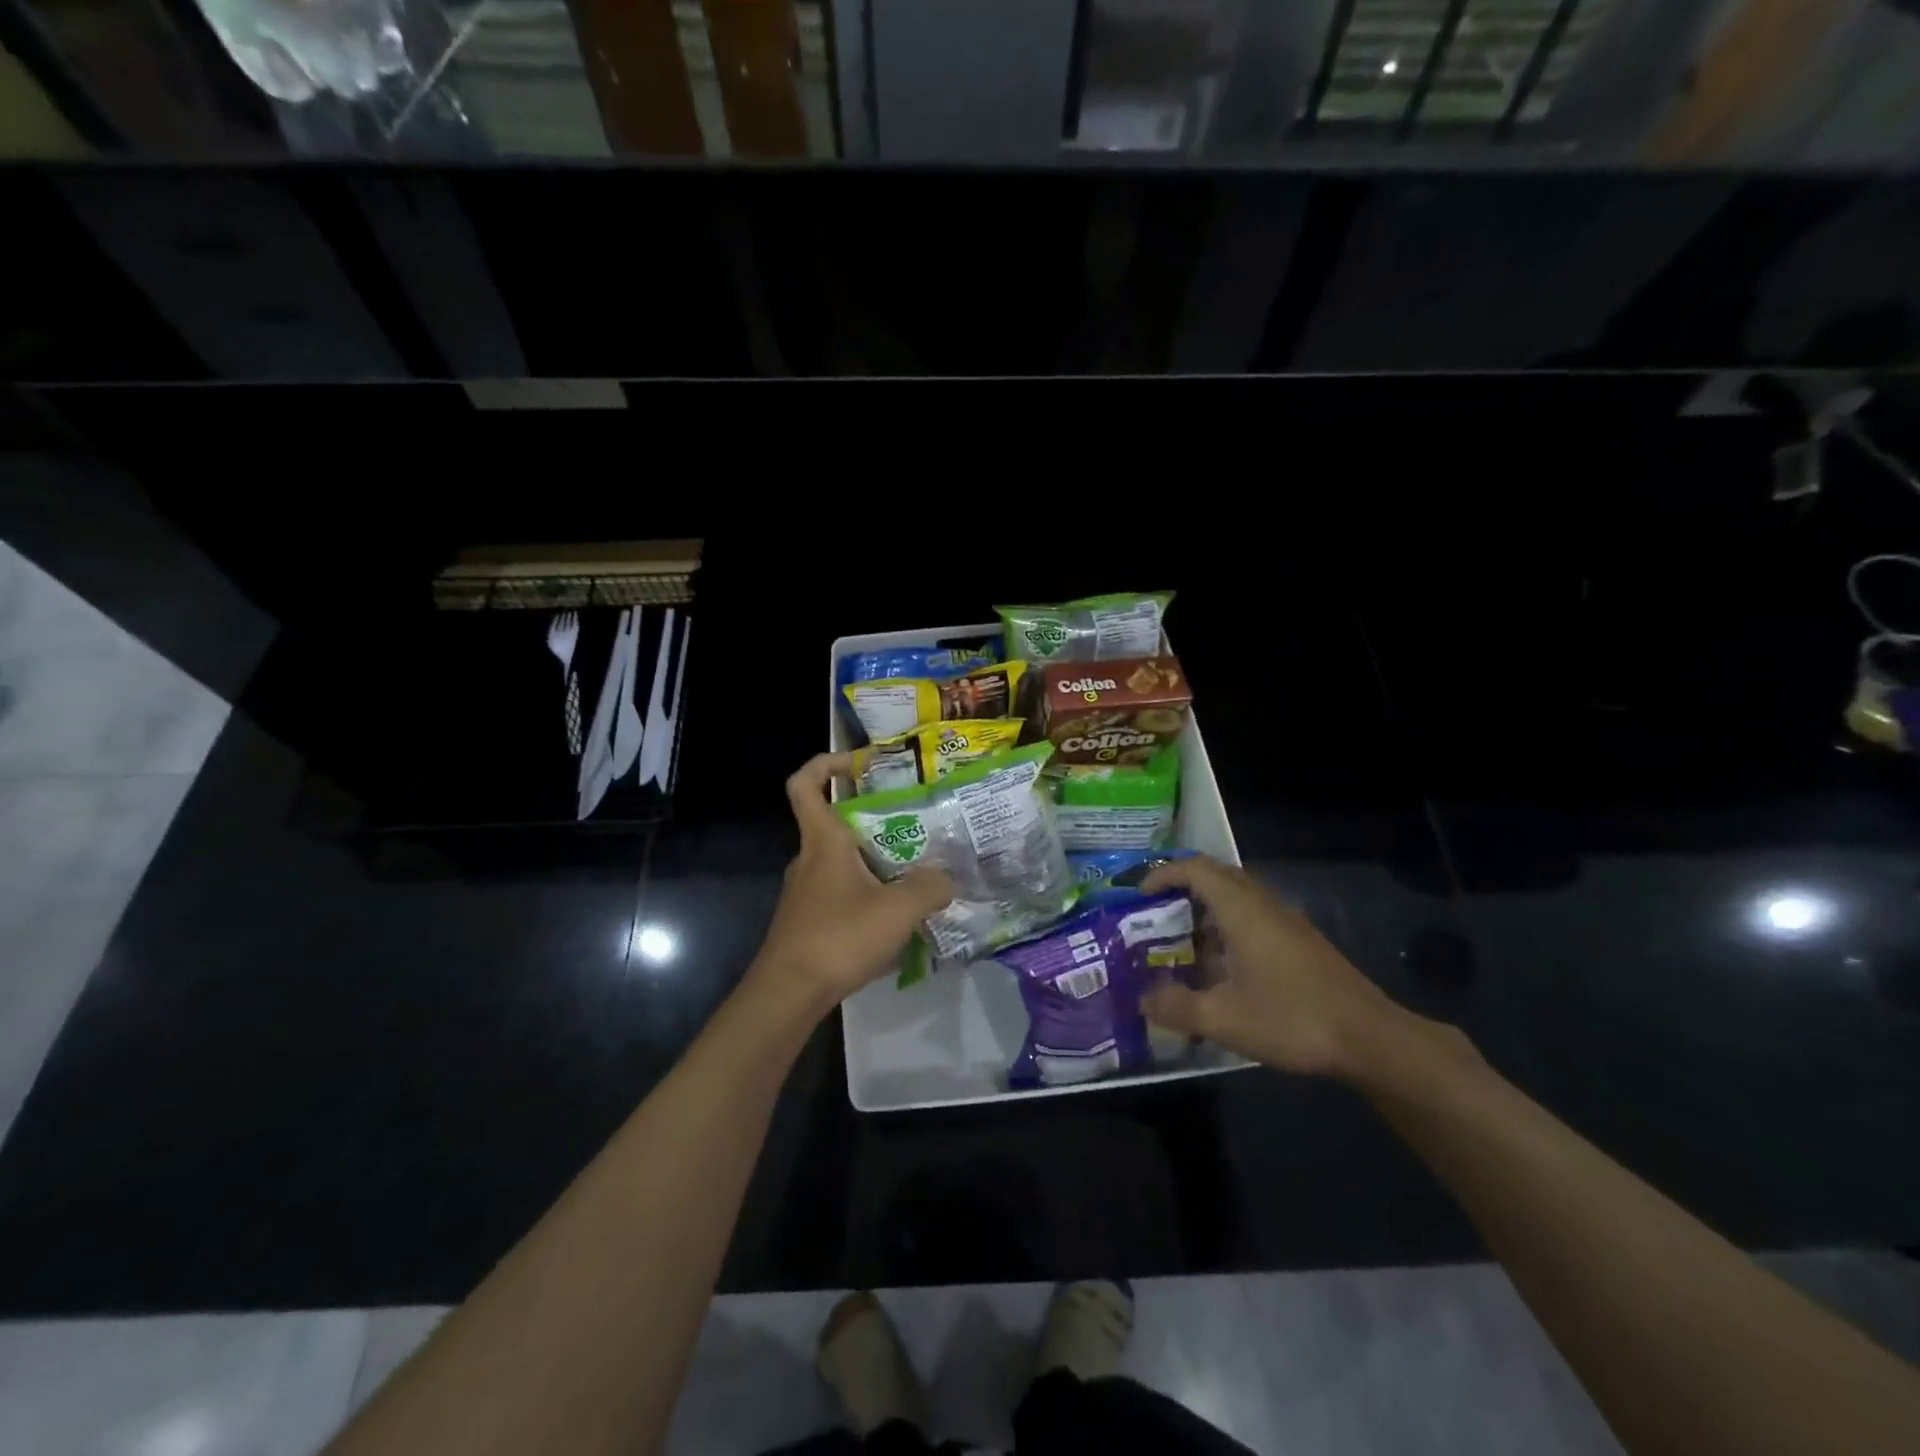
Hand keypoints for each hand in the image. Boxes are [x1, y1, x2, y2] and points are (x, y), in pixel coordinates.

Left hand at [750, 753, 954, 1009]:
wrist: (788, 994)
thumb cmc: (839, 937)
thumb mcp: (898, 909)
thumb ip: (931, 887)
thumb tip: (947, 878)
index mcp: (823, 840)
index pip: (806, 784)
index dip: (828, 763)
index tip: (862, 763)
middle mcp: (810, 858)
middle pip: (836, 821)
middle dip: (876, 818)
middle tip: (917, 824)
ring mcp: (807, 891)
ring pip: (843, 860)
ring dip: (877, 860)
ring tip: (917, 872)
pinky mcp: (809, 919)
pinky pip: (842, 890)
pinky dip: (869, 892)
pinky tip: (896, 915)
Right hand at [1138, 856, 1411, 1078]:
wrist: (1370, 1039)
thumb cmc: (1291, 1019)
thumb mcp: (1223, 1019)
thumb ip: (1176, 1007)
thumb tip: (1143, 999)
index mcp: (1242, 910)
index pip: (1195, 869)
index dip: (1163, 875)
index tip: (1139, 895)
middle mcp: (1264, 905)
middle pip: (1217, 876)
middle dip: (1181, 888)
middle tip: (1155, 914)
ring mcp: (1287, 923)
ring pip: (1238, 897)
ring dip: (1206, 909)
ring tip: (1182, 942)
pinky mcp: (1301, 943)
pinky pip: (1254, 917)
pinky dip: (1228, 928)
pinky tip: (1222, 968)